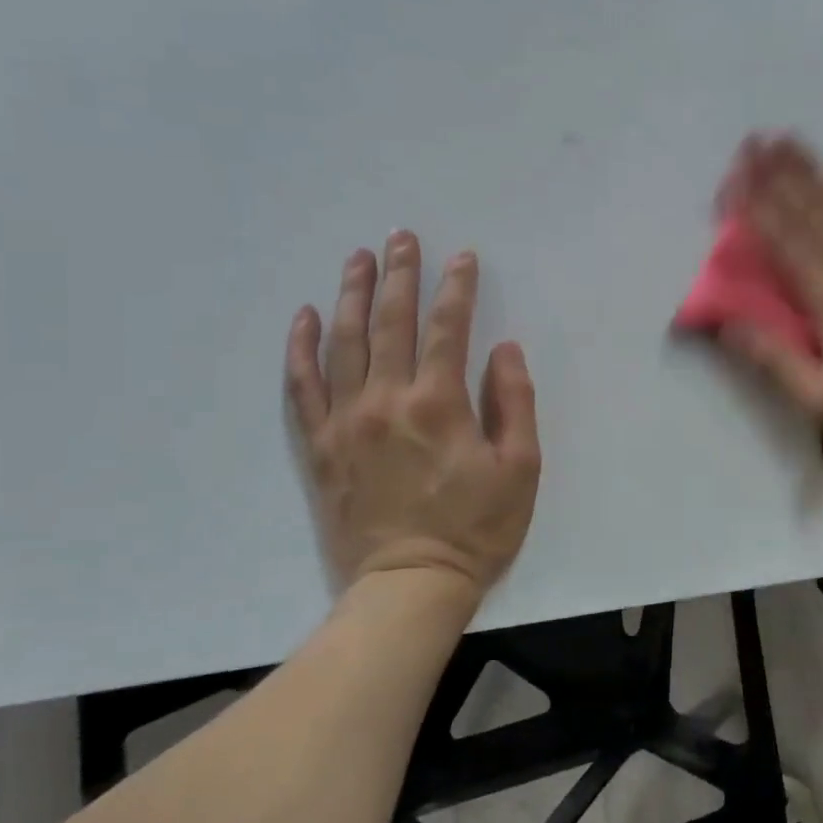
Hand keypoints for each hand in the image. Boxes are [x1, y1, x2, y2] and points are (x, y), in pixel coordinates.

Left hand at [285, 234, 540, 597]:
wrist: (408, 585)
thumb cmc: (476, 528)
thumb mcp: (521, 468)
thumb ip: (514, 403)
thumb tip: (504, 351)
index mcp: (439, 404)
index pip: (448, 328)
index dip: (457, 288)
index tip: (462, 257)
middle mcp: (386, 400)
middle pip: (390, 322)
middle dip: (400, 275)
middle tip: (402, 237)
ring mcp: (345, 421)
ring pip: (344, 342)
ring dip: (353, 295)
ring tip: (358, 258)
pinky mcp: (318, 446)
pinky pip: (302, 386)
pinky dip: (302, 347)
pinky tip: (306, 316)